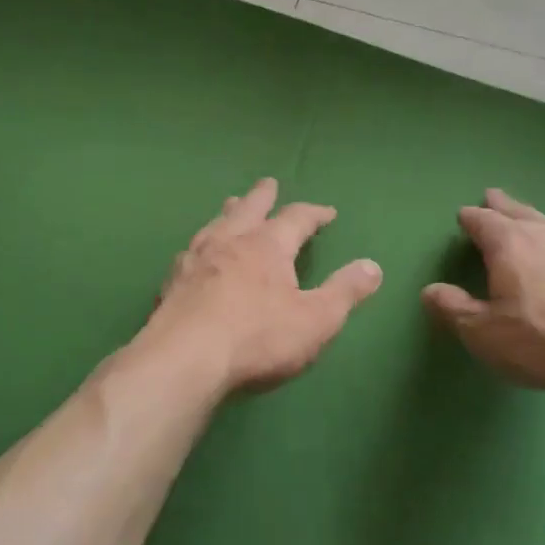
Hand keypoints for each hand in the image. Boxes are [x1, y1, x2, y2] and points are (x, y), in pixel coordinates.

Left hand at [141, 178, 382, 395]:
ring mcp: (195, 260)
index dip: (314, 213)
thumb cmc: (258, 338)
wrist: (184, 360)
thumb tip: (373, 266)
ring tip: (230, 206)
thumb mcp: (317, 319)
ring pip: (215, 225)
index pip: (296, 218)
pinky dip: (199, 246)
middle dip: (263, 196)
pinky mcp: (171, 283)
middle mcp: (230, 242)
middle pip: (248, 208)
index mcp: (267, 246)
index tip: (327, 212)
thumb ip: (345, 291)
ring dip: (228, 213)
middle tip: (268, 184)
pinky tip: (193, 254)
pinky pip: (188, 253)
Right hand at [421, 188, 544, 402]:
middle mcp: (544, 232)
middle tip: (491, 195)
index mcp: (509, 244)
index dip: (470, 218)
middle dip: (500, 205)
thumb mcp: (486, 334)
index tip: (463, 215)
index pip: (482, 221)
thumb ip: (454, 310)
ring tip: (525, 218)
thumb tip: (430, 290)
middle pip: (516, 211)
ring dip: (530, 218)